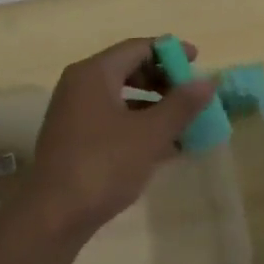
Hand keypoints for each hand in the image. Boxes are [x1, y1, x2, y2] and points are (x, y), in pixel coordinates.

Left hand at [26, 38, 217, 241]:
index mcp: (93, 73)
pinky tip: (163, 147)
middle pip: (127, 70)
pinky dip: (137, 126)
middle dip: (162, 81)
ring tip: (185, 123)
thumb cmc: (104, 165)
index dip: (169, 52)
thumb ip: (181, 105)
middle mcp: (79, 86)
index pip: (136, 48)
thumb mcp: (150, 134)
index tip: (198, 61)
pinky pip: (111, 120)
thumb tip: (208, 82)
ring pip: (120, 98)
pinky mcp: (73, 139)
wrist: (55, 214)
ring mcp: (73, 113)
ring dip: (153, 106)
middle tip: (192, 95)